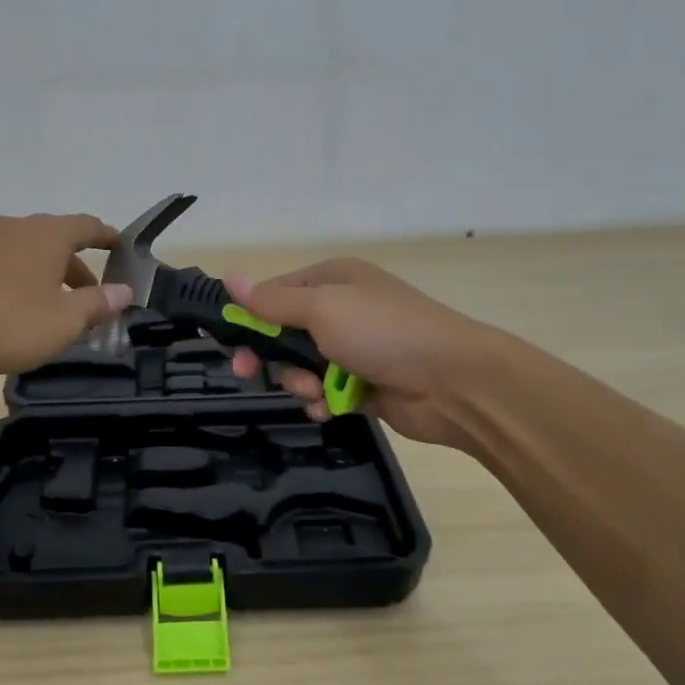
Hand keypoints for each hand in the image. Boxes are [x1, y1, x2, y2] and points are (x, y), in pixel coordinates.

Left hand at [0, 213, 131, 374]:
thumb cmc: (6, 322)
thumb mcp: (63, 322)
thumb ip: (97, 304)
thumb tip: (124, 291)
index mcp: (47, 234)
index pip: (87, 226)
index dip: (107, 237)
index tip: (121, 247)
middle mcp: (16, 227)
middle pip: (56, 240)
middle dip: (77, 267)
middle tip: (91, 298)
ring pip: (28, 253)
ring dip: (47, 275)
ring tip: (53, 308)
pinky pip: (2, 263)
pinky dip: (19, 279)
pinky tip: (15, 308)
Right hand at [224, 259, 489, 445]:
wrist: (454, 382)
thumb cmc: (383, 333)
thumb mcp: (321, 309)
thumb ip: (272, 301)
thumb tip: (230, 276)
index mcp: (331, 281)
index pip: (274, 294)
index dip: (249, 318)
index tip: (231, 345)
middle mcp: (340, 310)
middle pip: (283, 333)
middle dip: (270, 356)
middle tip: (249, 375)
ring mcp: (353, 348)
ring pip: (301, 367)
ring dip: (300, 382)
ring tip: (318, 392)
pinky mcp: (363, 383)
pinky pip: (324, 392)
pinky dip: (323, 401)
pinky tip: (332, 408)